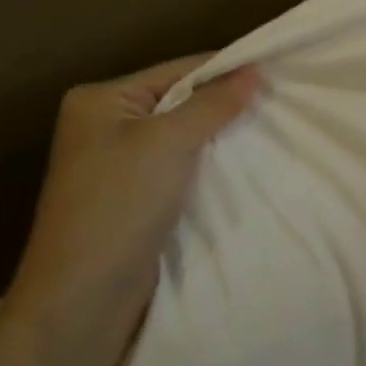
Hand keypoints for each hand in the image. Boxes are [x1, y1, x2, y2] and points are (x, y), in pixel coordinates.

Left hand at [9, 54, 259, 339]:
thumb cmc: (119, 205)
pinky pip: (183, 164)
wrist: (85, 295)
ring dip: (222, 135)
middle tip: (280, 102)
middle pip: (181, 100)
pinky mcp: (138, 194)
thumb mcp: (168, 143)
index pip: (177, 70)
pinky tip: (245, 161)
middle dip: (226, 103)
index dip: (226, 70)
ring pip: (186, 134)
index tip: (277, 73)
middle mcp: (108, 124)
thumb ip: (212, 104)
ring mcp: (121, 162)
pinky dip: (211, 162)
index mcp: (101, 99)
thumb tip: (254, 70)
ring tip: (272, 128)